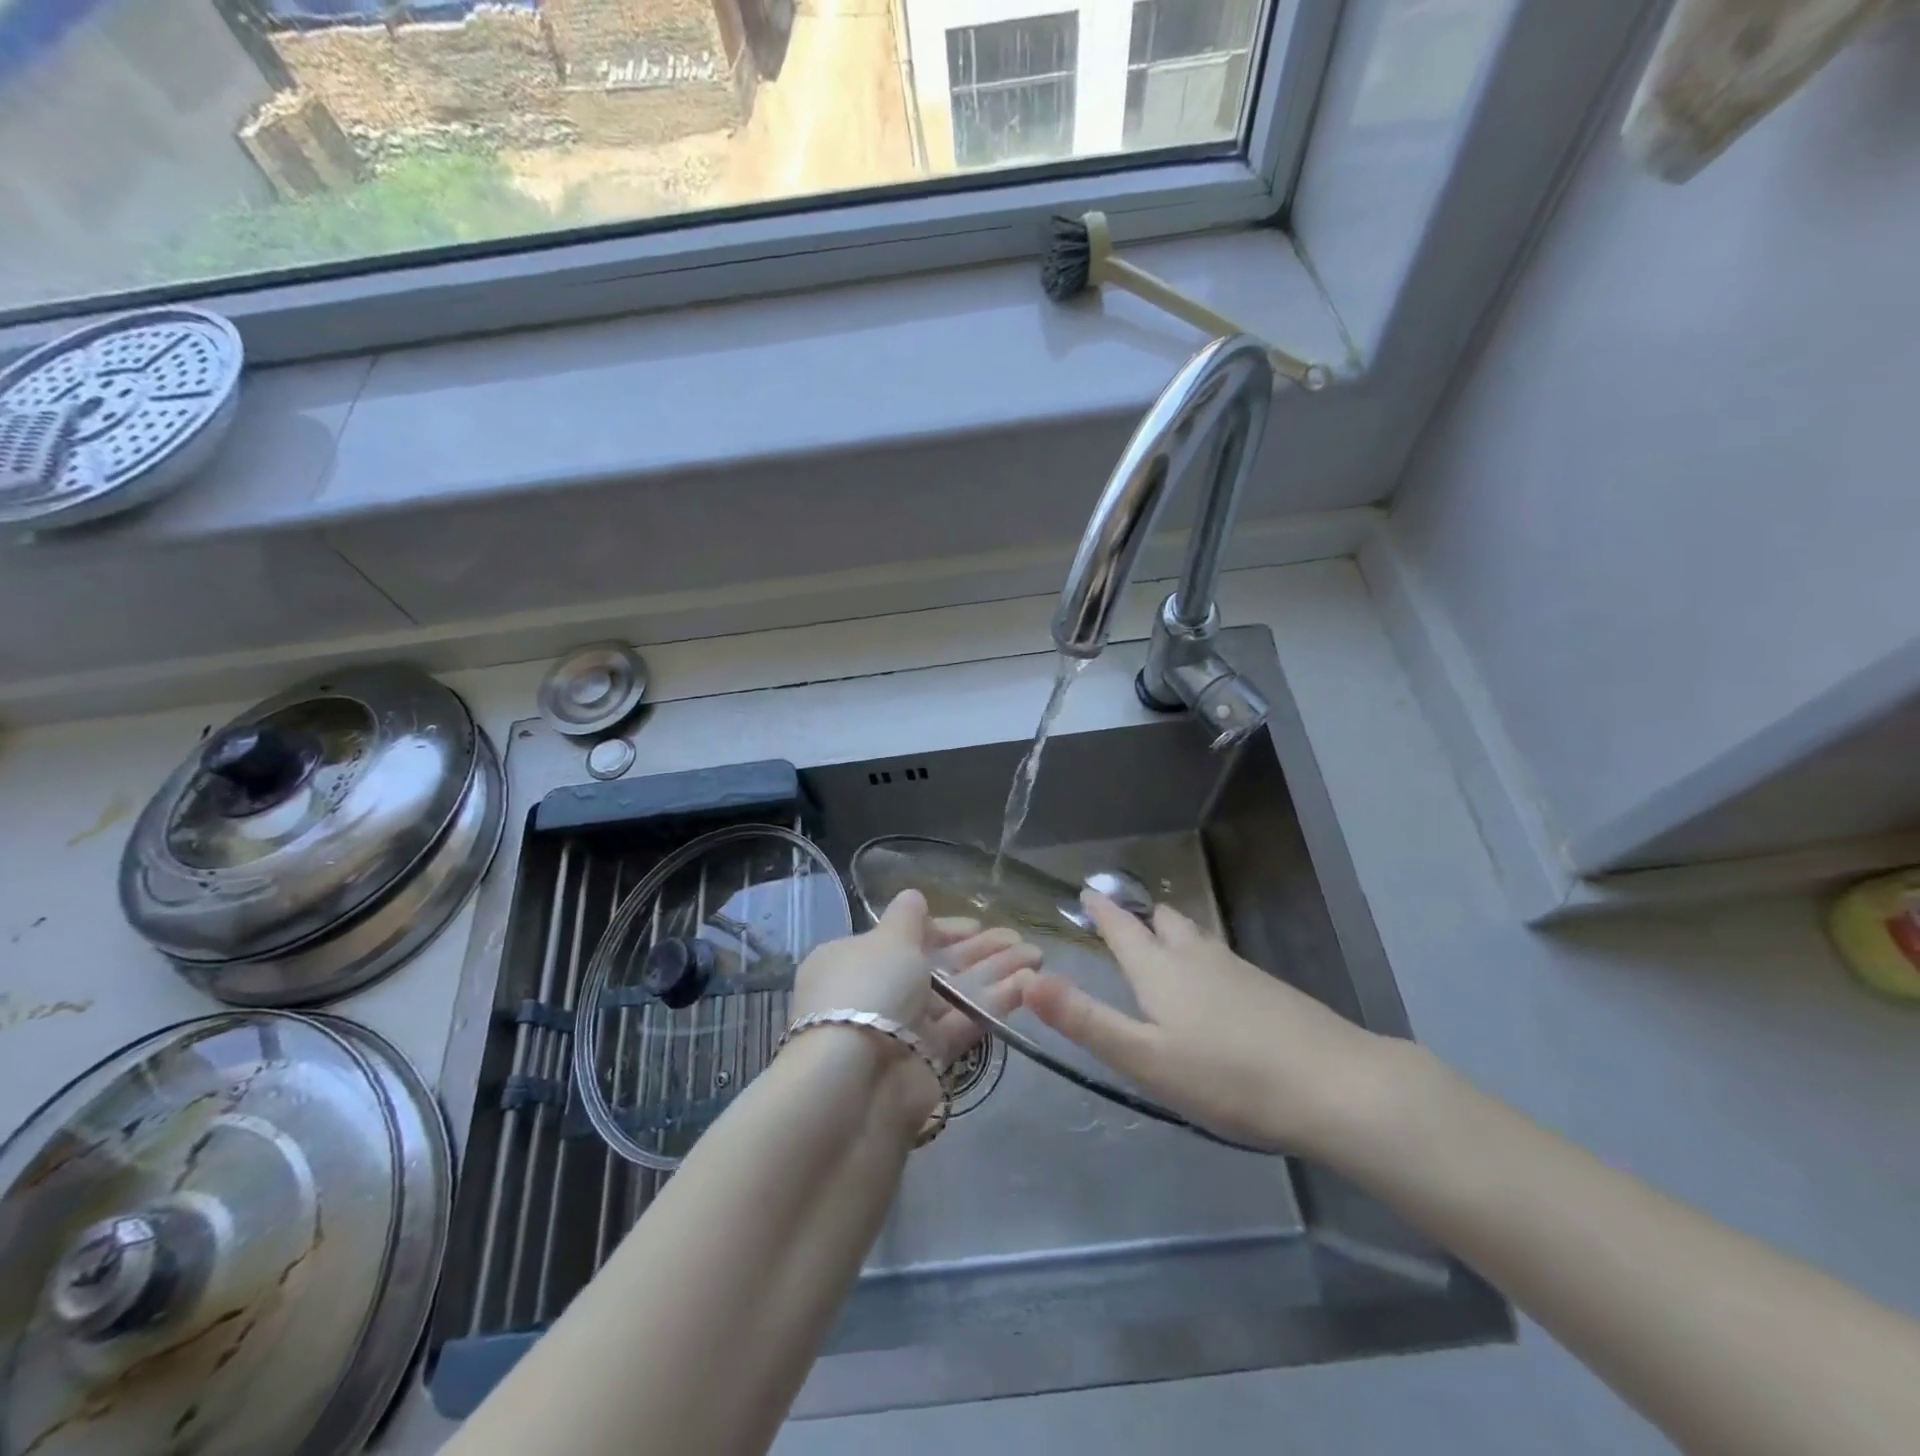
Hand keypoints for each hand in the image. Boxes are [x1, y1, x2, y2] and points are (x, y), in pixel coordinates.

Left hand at [794, 890, 1040, 1115]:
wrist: (858, 1082)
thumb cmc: (869, 990)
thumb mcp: (887, 940)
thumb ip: (906, 918)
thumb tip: (913, 896)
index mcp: (854, 959)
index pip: (903, 939)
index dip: (941, 929)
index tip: (976, 925)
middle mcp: (877, 991)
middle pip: (934, 965)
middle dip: (977, 951)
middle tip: (1019, 939)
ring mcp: (903, 1028)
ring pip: (954, 994)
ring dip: (994, 972)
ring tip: (1036, 955)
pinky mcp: (929, 1059)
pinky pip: (963, 1023)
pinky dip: (993, 1003)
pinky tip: (1029, 985)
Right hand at [1022, 890, 1396, 1153]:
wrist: (1336, 1085)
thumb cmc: (1228, 1077)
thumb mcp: (1145, 1058)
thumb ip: (1085, 1020)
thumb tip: (1027, 978)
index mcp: (1160, 970)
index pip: (1122, 928)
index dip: (1102, 910)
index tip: (1088, 891)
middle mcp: (1197, 957)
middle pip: (1163, 922)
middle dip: (1140, 917)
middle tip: (1122, 920)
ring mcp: (1238, 969)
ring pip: (1195, 937)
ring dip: (1172, 933)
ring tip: (1161, 944)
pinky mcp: (1269, 989)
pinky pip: (1221, 958)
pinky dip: (1202, 957)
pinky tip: (1212, 985)